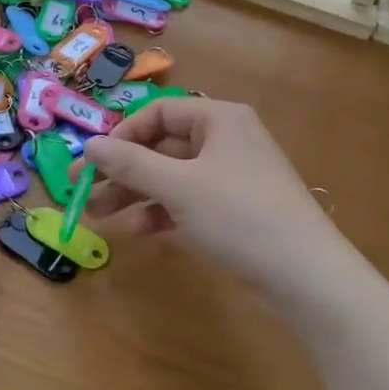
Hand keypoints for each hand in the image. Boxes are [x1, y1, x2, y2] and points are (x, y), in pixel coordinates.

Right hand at [81, 98, 355, 306]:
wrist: (305, 276)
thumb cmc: (240, 216)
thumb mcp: (179, 187)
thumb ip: (131, 164)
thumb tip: (90, 144)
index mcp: (219, 119)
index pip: (160, 113)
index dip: (123, 134)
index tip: (94, 160)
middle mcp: (226, 141)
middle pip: (162, 146)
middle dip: (123, 170)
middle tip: (83, 191)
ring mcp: (232, 177)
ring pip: (172, 177)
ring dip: (136, 194)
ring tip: (99, 217)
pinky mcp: (234, 211)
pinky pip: (188, 202)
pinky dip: (162, 213)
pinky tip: (139, 232)